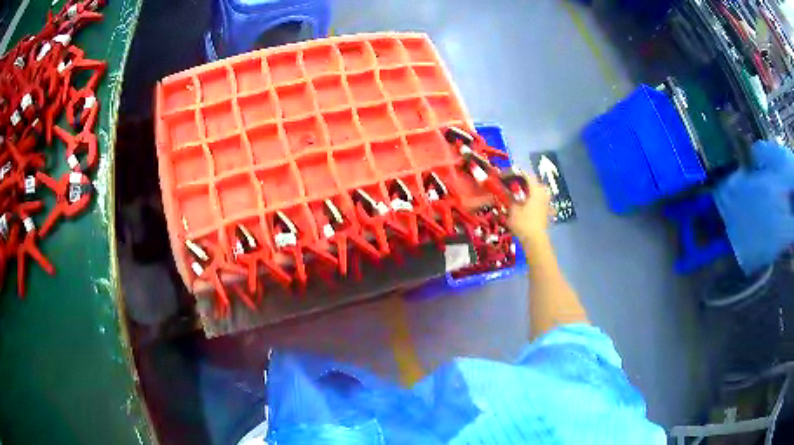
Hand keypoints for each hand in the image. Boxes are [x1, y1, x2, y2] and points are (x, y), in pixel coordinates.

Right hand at [508, 171, 551, 243]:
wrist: (535, 240)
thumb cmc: (523, 223)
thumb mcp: (512, 209)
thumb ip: (508, 197)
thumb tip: (503, 190)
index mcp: (536, 189)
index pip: (526, 175)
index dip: (514, 173)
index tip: (504, 175)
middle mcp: (543, 193)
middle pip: (533, 182)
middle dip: (523, 182)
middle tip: (511, 184)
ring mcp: (546, 203)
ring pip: (537, 191)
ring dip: (528, 191)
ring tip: (517, 194)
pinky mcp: (546, 211)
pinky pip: (539, 200)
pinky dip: (531, 200)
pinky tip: (524, 204)